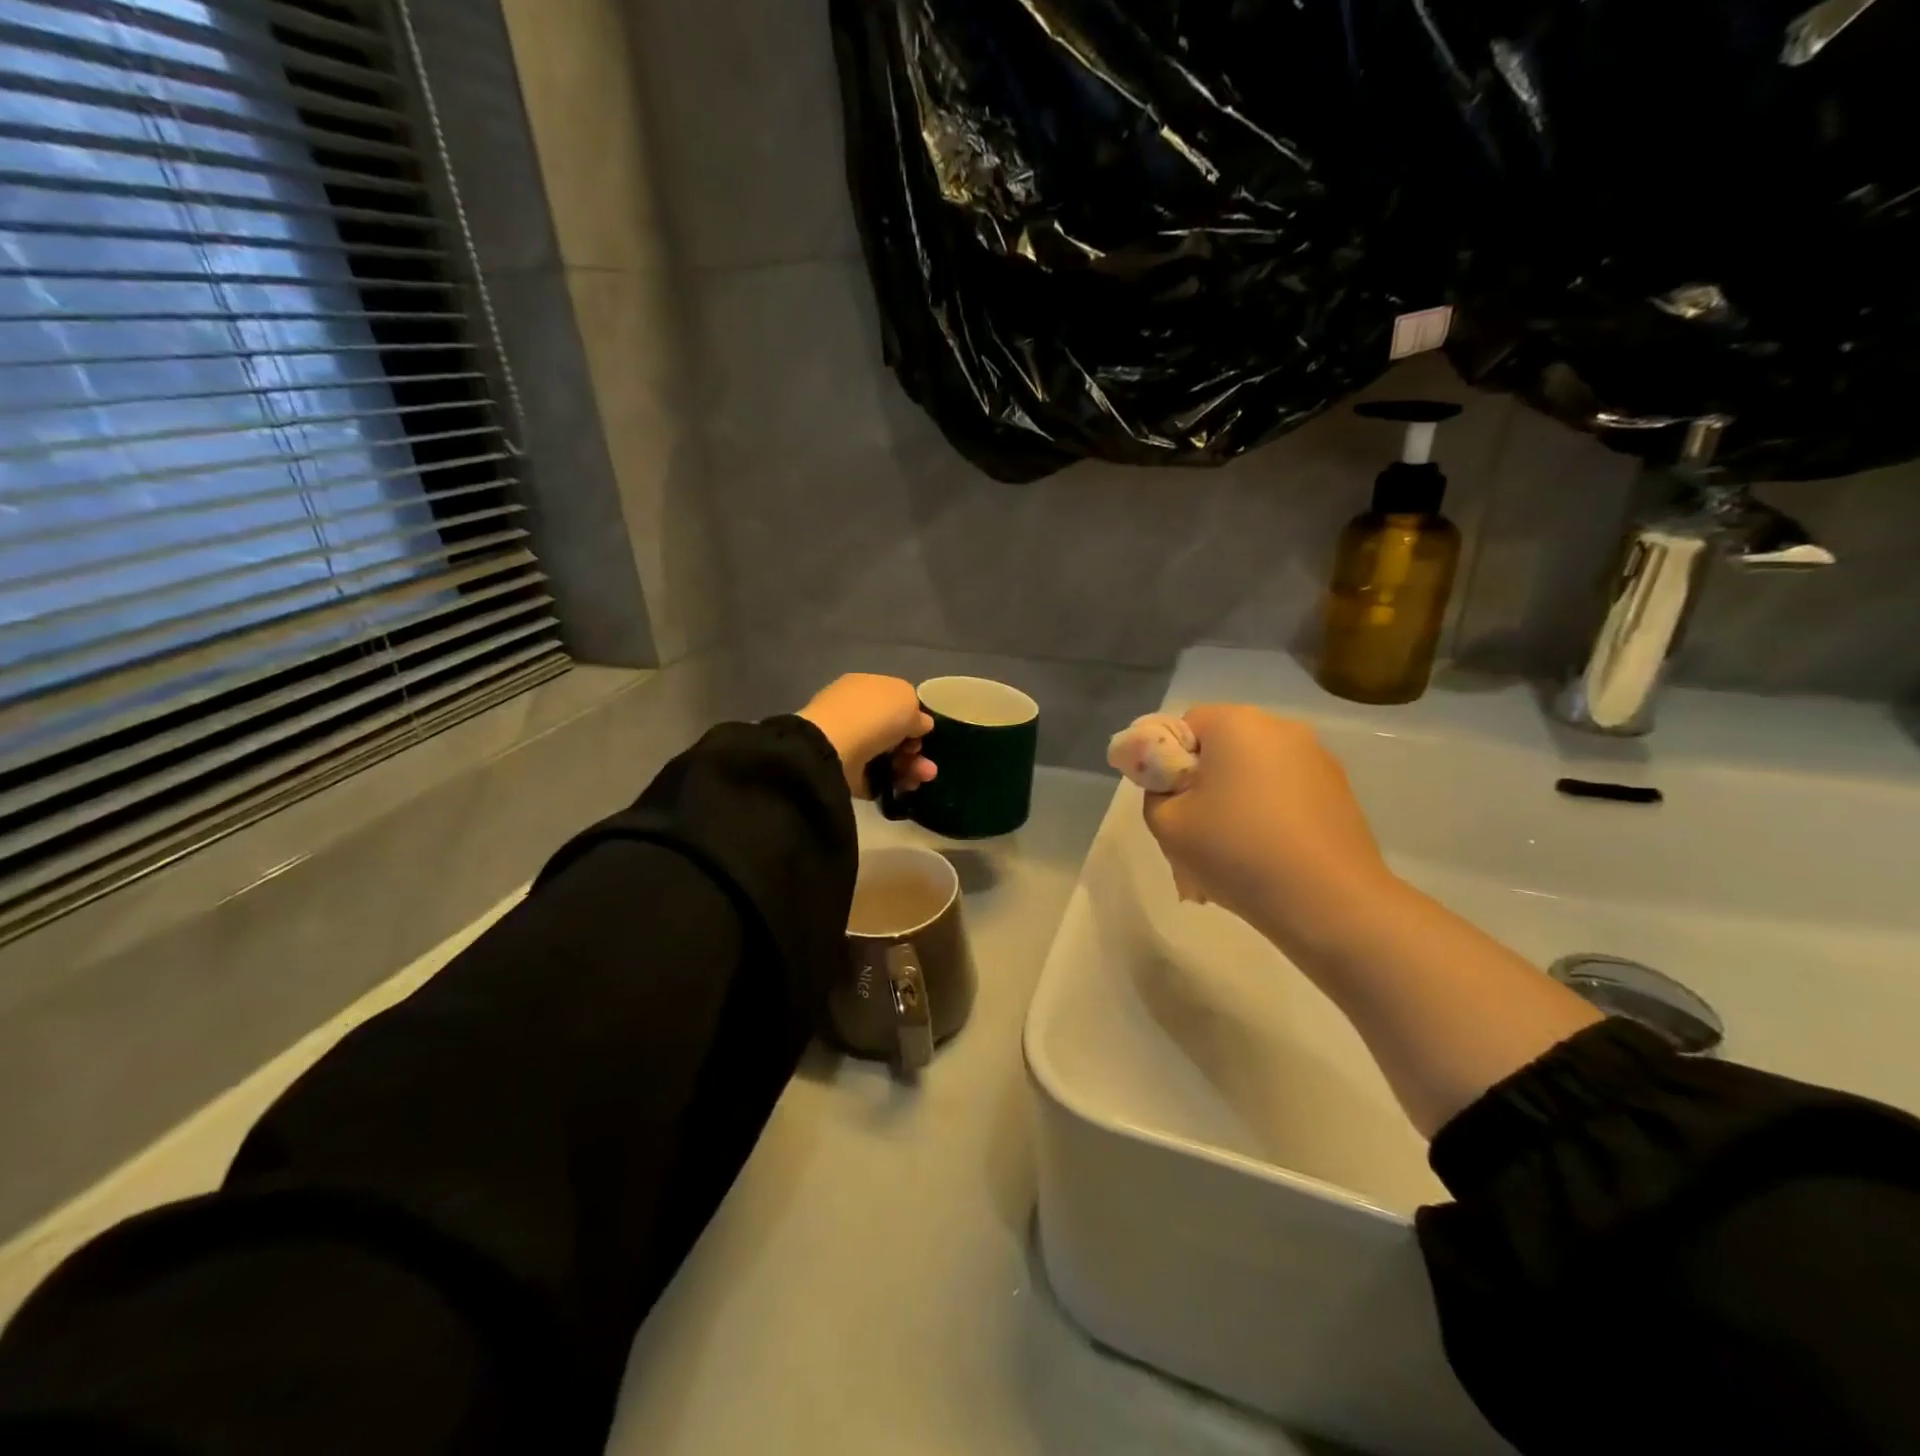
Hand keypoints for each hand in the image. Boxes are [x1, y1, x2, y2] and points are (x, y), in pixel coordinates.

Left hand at [798, 674, 937, 799]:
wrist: (835, 749)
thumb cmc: (874, 714)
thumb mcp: (907, 699)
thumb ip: (916, 712)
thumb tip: (919, 724)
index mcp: (864, 688)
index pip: (893, 702)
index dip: (913, 718)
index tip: (924, 732)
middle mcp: (854, 714)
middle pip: (893, 733)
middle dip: (915, 748)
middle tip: (928, 760)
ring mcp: (848, 745)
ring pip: (889, 757)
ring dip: (912, 767)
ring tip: (925, 776)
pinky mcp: (846, 773)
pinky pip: (877, 778)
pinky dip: (895, 782)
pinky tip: (907, 785)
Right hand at [1142, 705, 1392, 947]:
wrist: (1329, 902)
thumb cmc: (1237, 852)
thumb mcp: (1166, 825)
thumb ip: (1155, 793)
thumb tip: (1172, 786)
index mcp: (1236, 723)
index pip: (1185, 725)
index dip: (1169, 761)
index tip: (1171, 802)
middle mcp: (1281, 728)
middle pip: (1223, 747)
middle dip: (1204, 782)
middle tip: (1195, 831)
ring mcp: (1318, 759)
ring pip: (1256, 773)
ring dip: (1237, 801)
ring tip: (1232, 854)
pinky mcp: (1340, 791)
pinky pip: (1286, 794)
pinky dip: (1269, 816)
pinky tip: (1267, 859)